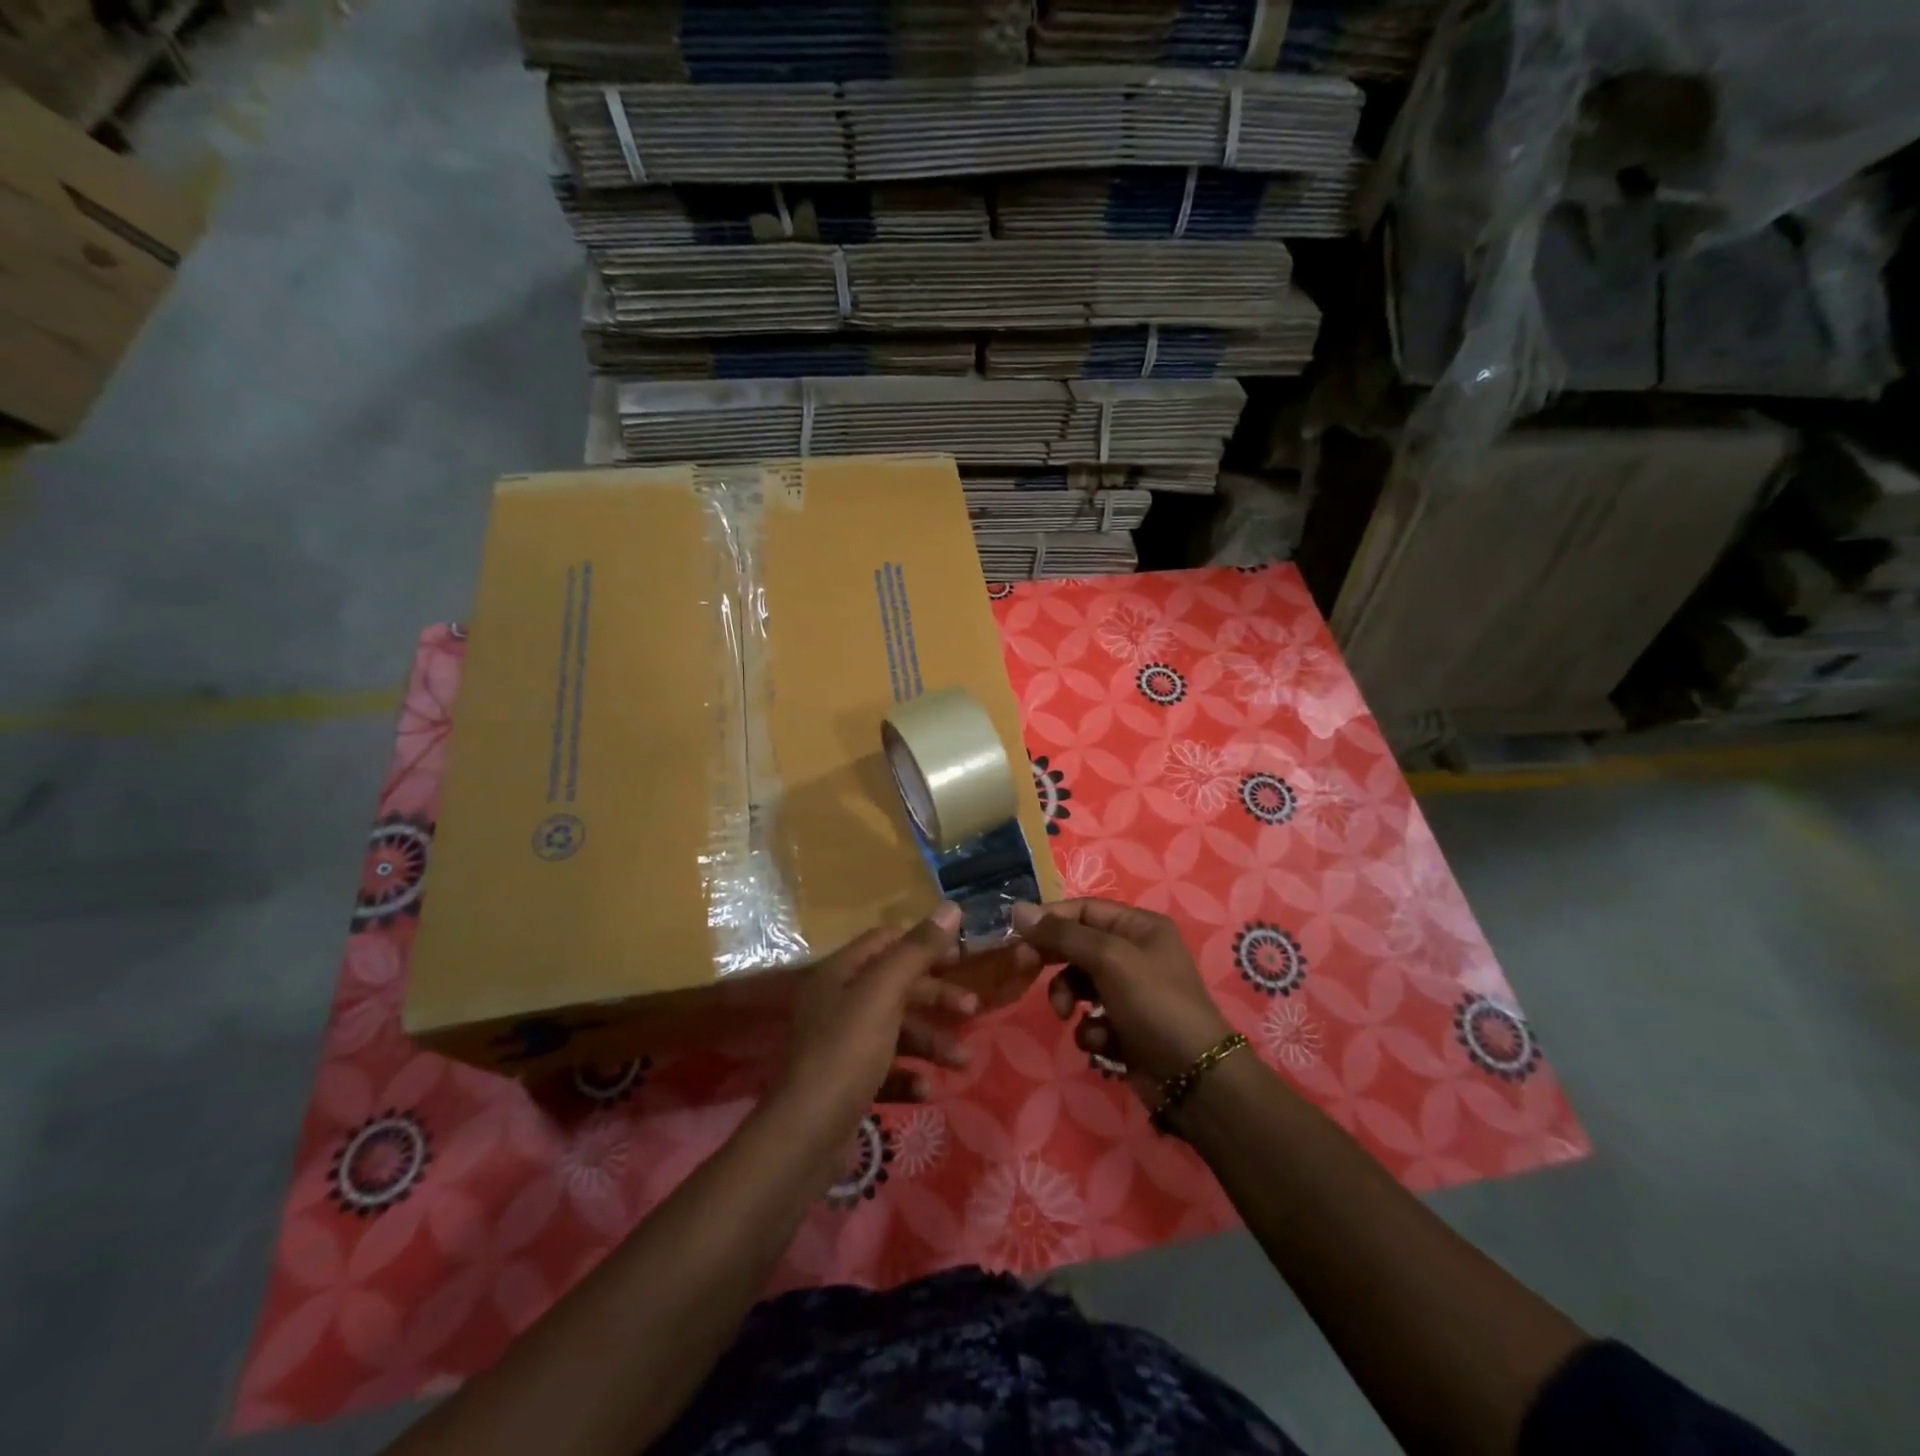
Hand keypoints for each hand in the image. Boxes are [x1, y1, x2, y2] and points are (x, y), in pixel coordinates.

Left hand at [777, 903, 977, 1136]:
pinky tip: (925, 1090)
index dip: (923, 944)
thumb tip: (951, 906)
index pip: (886, 941)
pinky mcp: (847, 1082)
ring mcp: (841, 1044)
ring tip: (962, 1062)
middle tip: (972, 1008)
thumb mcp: (884, 993)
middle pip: (896, 987)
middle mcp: (837, 1002)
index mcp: (840, 973)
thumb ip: (918, 950)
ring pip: (896, 1031)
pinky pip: (886, 1069)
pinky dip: (908, 1076)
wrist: (807, 1135)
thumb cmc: (848, 1051)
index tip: (960, 956)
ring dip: (931, 1042)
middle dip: (936, 998)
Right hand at [1010, 899, 1232, 1102]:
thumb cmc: (1154, 1004)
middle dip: (1055, 962)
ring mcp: (1131, 991)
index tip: (1018, 934)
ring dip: (1069, 998)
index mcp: (1139, 927)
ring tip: (1069, 1015)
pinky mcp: (1126, 1026)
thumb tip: (1018, 910)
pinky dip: (1091, 1029)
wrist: (1195, 1079)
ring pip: (1080, 983)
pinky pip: (1092, 1017)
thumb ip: (1062, 935)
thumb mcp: (1109, 960)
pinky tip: (1102, 1042)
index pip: (1084, 909)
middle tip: (1026, 970)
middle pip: (1079, 945)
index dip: (1050, 919)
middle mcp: (1135, 953)